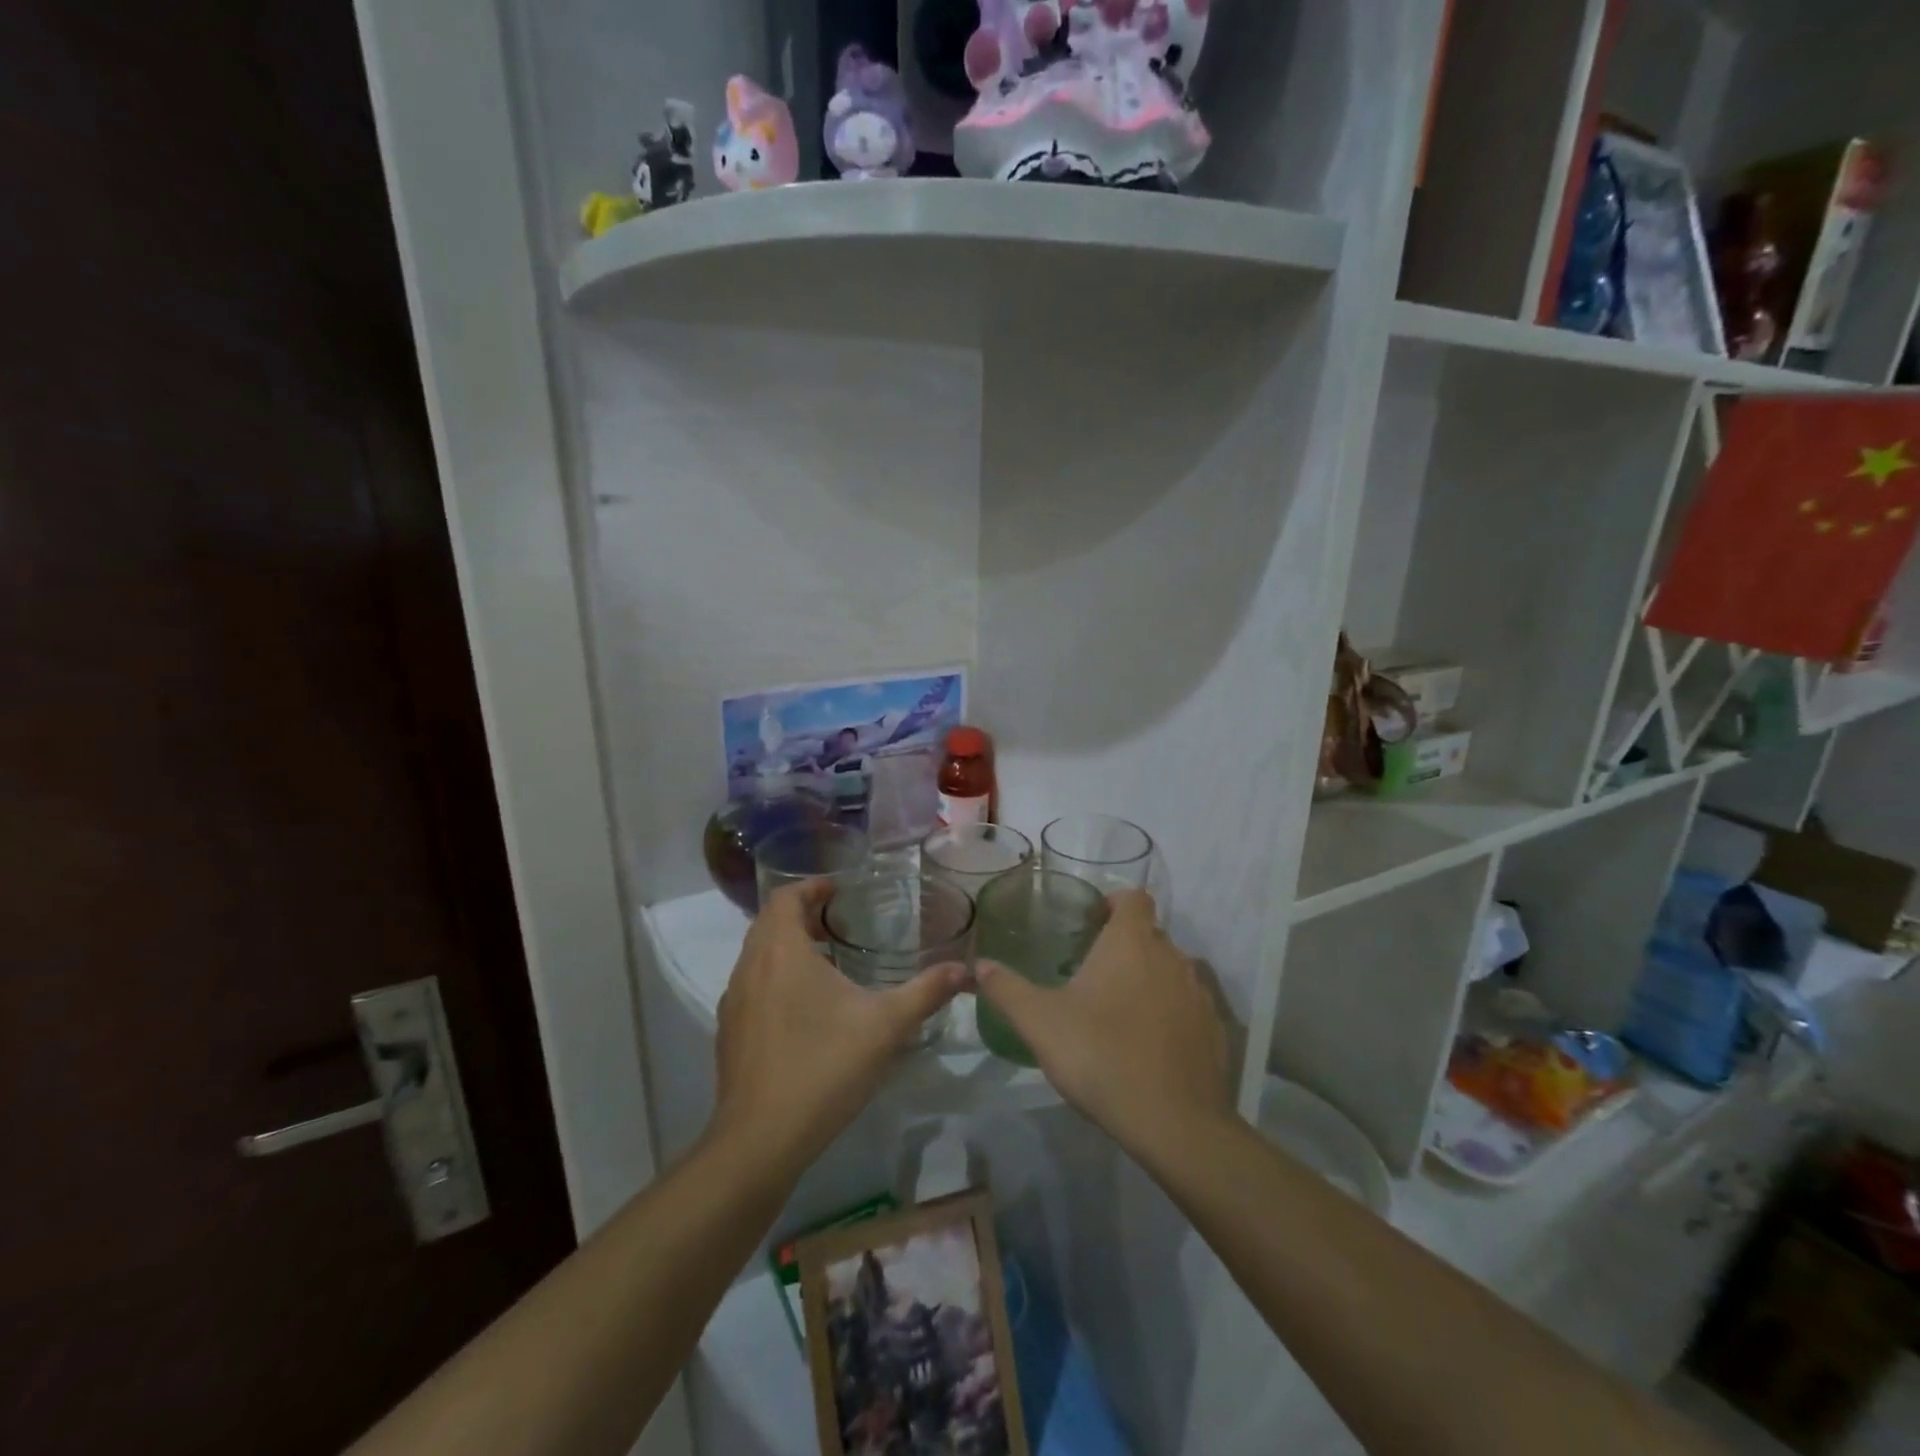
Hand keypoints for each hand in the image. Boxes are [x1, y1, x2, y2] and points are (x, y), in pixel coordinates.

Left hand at [710, 881, 964, 1178]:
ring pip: (757, 955)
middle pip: (769, 922)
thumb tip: (964, 969)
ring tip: (827, 962)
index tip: (839, 891)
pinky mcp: (729, 1032)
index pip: (785, 897)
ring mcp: (735, 1001)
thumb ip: (926, 992)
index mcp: (782, 952)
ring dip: (787, 947)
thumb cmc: (824, 1068)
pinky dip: (775, 977)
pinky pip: (752, 985)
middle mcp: (750, 967)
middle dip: (802, 915)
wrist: (760, 1140)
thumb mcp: (886, 1026)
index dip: (811, 887)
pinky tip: (804, 1009)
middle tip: (838, 922)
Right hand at [974, 890, 1232, 1159]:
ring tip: (1118, 1011)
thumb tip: (980, 965)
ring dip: (1148, 980)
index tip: (1092, 924)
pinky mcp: (1215, 1029)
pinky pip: (1188, 1007)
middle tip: (1092, 974)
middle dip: (1124, 946)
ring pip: (1171, 971)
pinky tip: (1148, 1046)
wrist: (1173, 1122)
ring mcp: (1199, 993)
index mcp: (1131, 942)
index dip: (1114, 903)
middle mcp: (1172, 956)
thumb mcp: (1040, 1022)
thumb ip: (1007, 989)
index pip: (1133, 897)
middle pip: (1150, 935)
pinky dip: (1170, 1014)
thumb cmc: (1100, 1055)